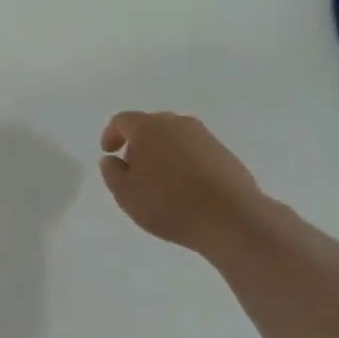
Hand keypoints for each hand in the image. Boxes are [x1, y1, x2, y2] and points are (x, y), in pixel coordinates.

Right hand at [99, 111, 262, 253]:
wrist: (230, 216)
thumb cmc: (168, 203)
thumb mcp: (126, 194)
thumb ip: (112, 172)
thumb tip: (112, 159)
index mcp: (148, 127)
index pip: (123, 120)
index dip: (111, 134)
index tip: (108, 152)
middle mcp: (176, 123)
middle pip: (150, 126)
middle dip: (138, 144)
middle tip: (134, 170)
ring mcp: (204, 136)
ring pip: (174, 138)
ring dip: (163, 153)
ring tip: (161, 183)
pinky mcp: (223, 152)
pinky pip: (194, 151)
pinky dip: (184, 163)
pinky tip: (186, 188)